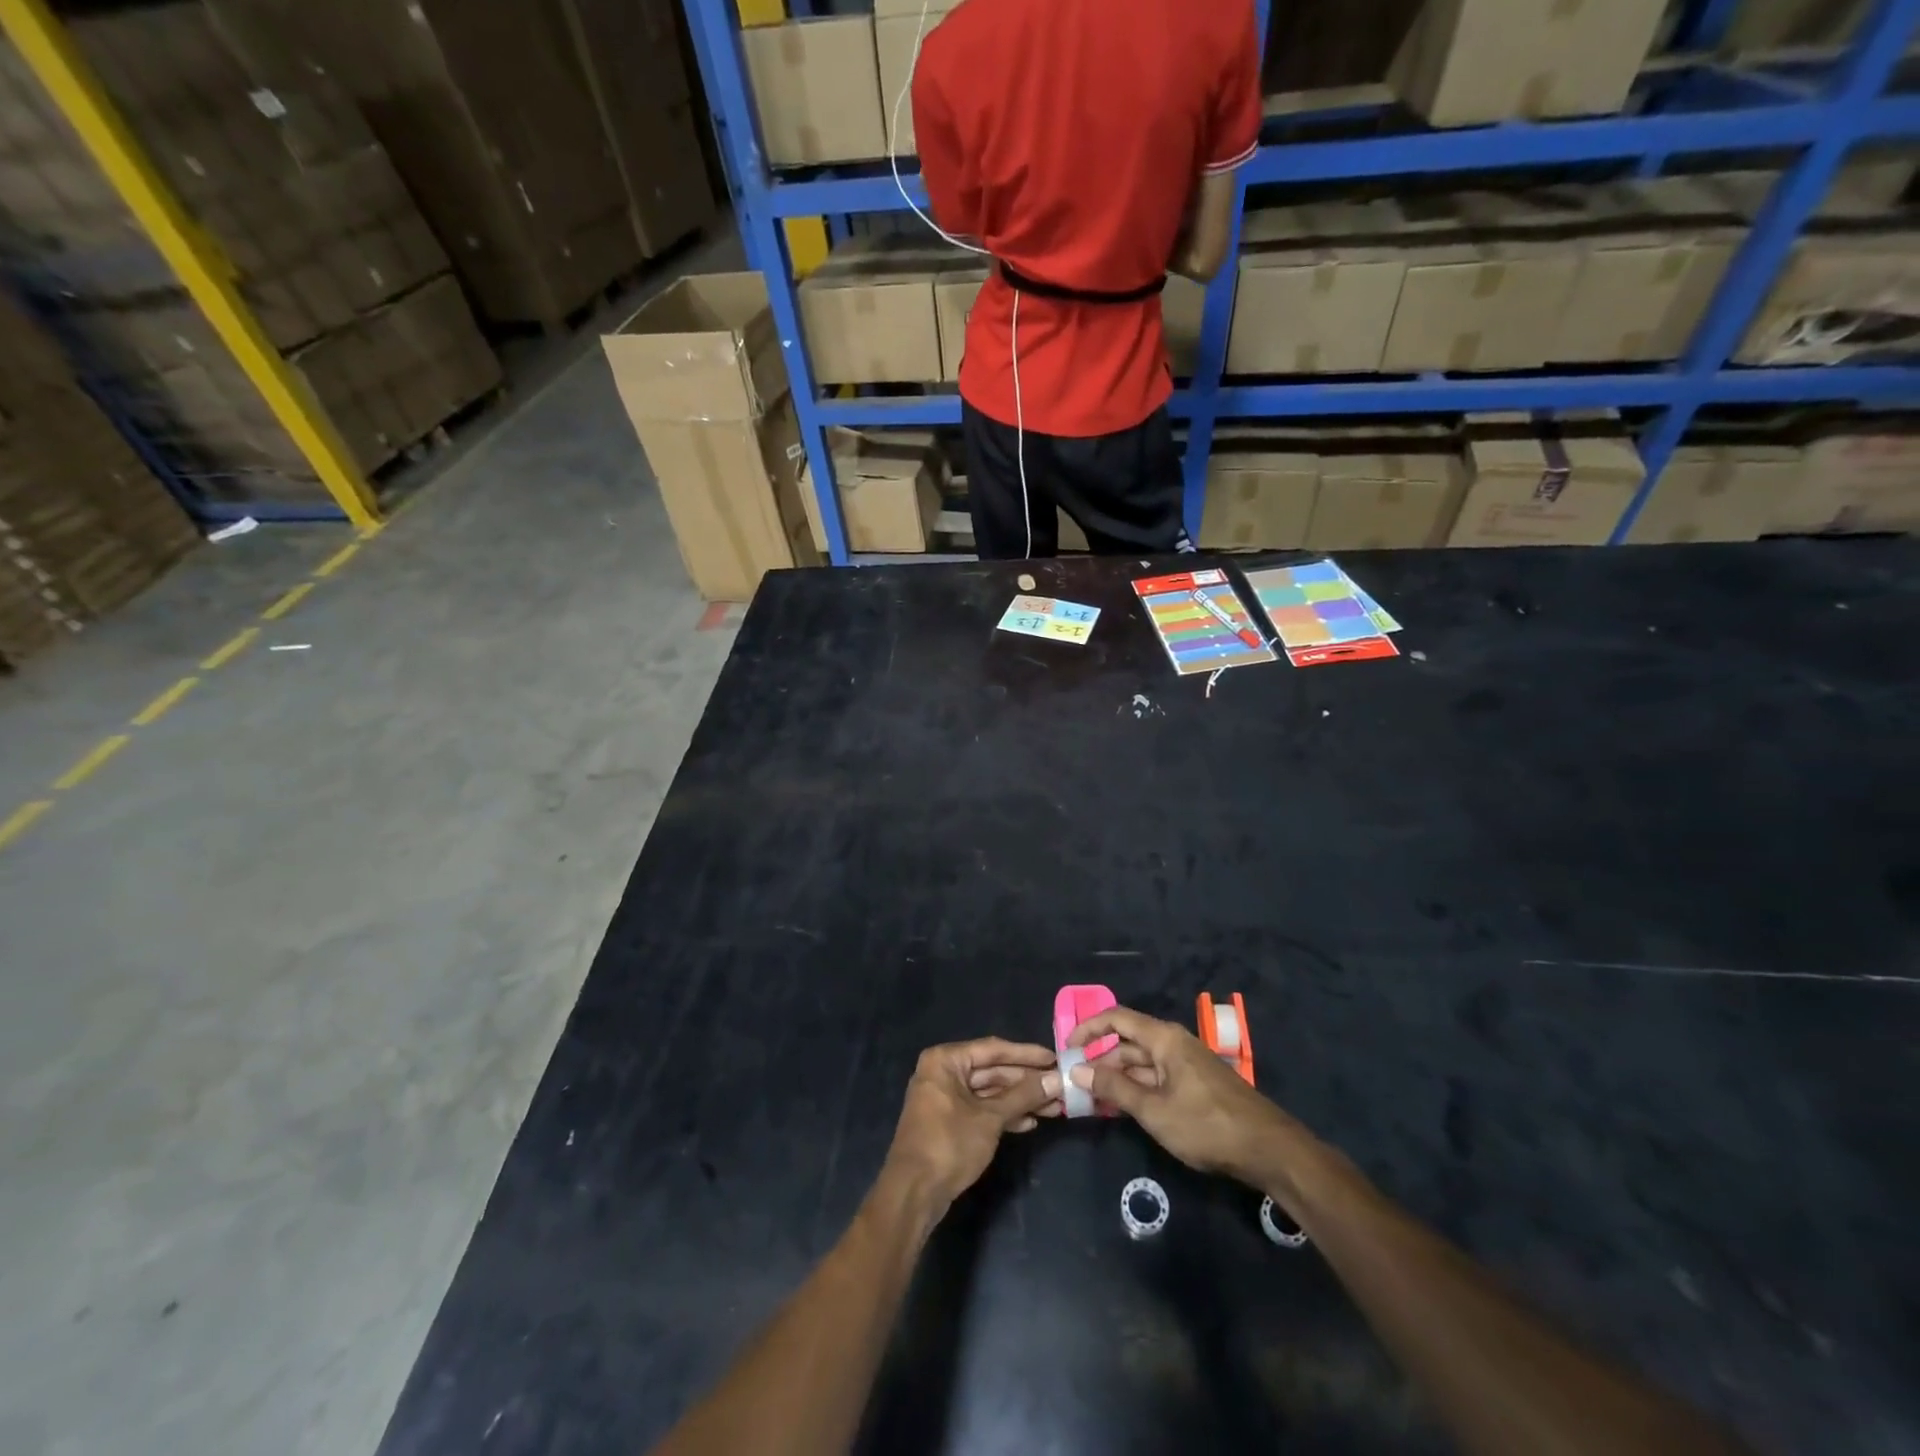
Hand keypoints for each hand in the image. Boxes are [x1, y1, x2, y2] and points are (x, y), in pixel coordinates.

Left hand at [881, 1038, 1062, 1218]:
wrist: (913, 1193)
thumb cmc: (949, 1144)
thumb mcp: (990, 1118)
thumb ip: (1023, 1096)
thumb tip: (1056, 1079)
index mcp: (946, 1060)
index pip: (993, 1050)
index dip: (1026, 1054)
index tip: (1054, 1059)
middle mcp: (943, 1072)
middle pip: (992, 1071)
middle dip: (1026, 1081)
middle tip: (1059, 1086)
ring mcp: (945, 1098)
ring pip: (989, 1092)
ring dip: (1020, 1100)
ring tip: (1053, 1107)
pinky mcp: (949, 1122)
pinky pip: (982, 1110)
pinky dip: (1004, 1115)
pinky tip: (1030, 1123)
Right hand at [1067, 1005, 1293, 1186]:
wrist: (1268, 1149)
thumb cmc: (1207, 1125)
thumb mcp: (1154, 1110)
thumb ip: (1114, 1088)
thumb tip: (1077, 1069)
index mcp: (1164, 1038)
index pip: (1116, 1018)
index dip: (1088, 1029)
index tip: (1066, 1048)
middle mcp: (1173, 1043)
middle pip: (1128, 1042)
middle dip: (1100, 1060)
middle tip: (1075, 1084)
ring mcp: (1186, 1064)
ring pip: (1141, 1063)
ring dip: (1117, 1078)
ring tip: (1093, 1100)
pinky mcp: (1195, 1085)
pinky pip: (1156, 1078)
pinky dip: (1136, 1089)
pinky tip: (1123, 1108)